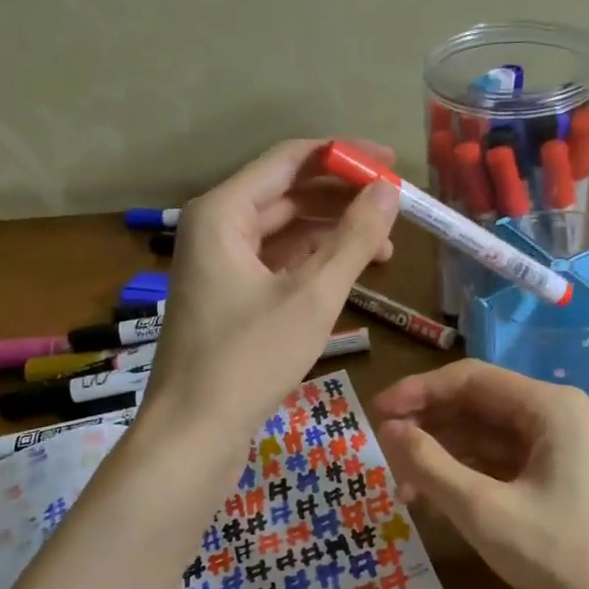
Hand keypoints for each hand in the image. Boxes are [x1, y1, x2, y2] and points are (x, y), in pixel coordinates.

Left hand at [143, 138, 399, 443]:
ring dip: (333, 233)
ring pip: (285, 229)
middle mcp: (217, 227)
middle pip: (288, 191)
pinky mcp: (229, 295)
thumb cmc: (250, 358)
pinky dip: (314, 262)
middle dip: (342, 197)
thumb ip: (354, 238)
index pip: (290, 159)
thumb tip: (388, 189)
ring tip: (385, 248)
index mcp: (224, 211)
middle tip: (395, 206)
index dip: (343, 156)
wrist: (193, 433)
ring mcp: (220, 263)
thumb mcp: (313, 295)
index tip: (391, 163)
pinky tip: (351, 274)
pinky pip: (277, 261)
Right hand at [373, 360, 588, 588]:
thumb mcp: (484, 510)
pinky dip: (465, 475)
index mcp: (548, 406)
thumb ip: (430, 465)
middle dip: (428, 426)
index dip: (418, 392)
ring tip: (401, 486)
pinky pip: (500, 462)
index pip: (470, 379)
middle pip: (477, 404)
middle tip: (382, 451)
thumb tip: (388, 430)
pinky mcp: (555, 476)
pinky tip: (434, 499)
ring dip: (442, 455)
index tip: (375, 412)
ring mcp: (557, 446)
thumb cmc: (561, 555)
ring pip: (485, 435)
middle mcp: (554, 415)